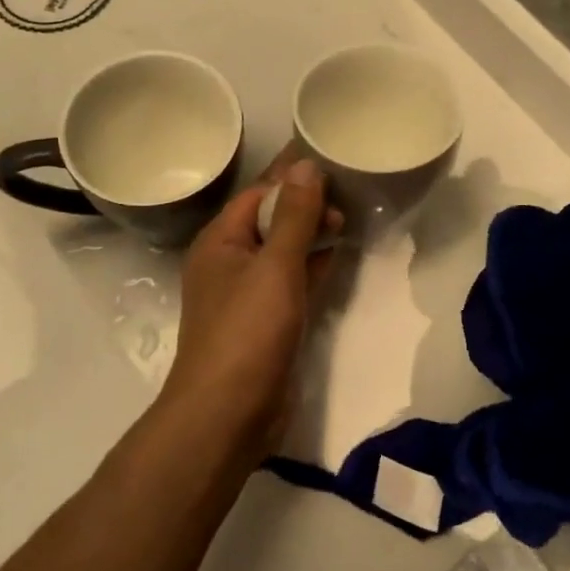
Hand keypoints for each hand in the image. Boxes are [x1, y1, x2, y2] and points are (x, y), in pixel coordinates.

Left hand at [160, 157, 340, 464]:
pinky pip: (291, 280)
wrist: (227, 415)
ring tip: (348, 216)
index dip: (292, 174)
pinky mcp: (266, 322)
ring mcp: (247, 294)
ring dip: (311, 232)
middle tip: (348, 194)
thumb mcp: (275, 266)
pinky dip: (312, 265)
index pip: (259, 192)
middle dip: (305, 203)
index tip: (328, 155)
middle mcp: (230, 262)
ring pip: (283, 250)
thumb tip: (306, 165)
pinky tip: (336, 254)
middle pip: (271, 218)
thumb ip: (293, 215)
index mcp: (221, 241)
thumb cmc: (247, 332)